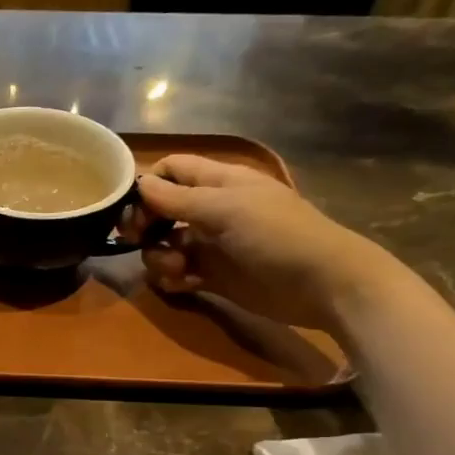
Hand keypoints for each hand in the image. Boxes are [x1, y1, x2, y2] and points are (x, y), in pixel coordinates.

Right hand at [118, 156, 404, 329]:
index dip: (148, 184)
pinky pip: (177, 273)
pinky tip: (184, 285)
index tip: (132, 208)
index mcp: (218, 182)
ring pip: (164, 244)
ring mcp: (211, 244)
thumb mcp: (226, 209)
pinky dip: (172, 278)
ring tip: (176, 268)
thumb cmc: (277, 235)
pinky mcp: (213, 276)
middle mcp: (211, 210)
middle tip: (135, 241)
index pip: (172, 170)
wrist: (323, 285)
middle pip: (161, 209)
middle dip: (145, 225)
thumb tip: (139, 184)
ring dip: (158, 256)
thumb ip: (178, 198)